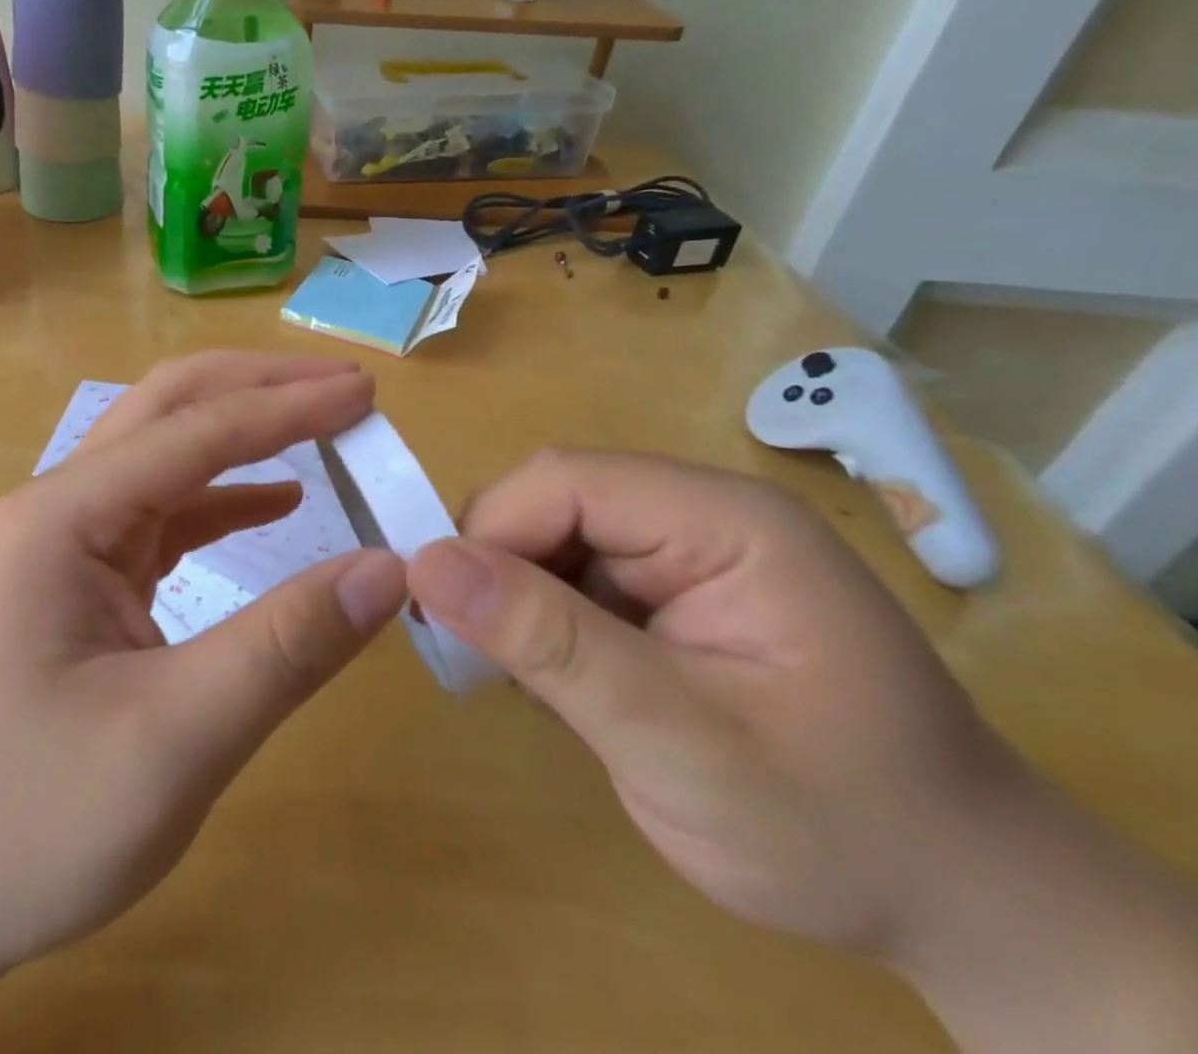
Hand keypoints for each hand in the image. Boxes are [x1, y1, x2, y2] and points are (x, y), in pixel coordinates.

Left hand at [0, 353, 409, 989]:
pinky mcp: (77, 579)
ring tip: (324, 427)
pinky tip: (276, 504)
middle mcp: (59, 506)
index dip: (289, 405)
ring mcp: (64, 542)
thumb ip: (285, 647)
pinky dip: (225, 500)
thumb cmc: (24, 824)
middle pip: (170, 410)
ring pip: (167, 456)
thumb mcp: (172, 741)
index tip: (366, 391)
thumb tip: (386, 569)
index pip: (197, 430)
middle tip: (347, 387)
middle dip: (261, 388)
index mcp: (65, 516)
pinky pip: (161, 516)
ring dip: (245, 435)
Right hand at [409, 451, 1024, 954]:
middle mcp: (701, 514)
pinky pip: (573, 579)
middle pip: (552, 504)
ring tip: (532, 689)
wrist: (961, 904)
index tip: (447, 617)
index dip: (491, 533)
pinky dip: (546, 628)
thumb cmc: (837, 828)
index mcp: (724, 520)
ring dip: (520, 607)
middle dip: (501, 575)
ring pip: (552, 542)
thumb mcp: (680, 745)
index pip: (565, 482)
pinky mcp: (672, 591)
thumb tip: (426, 563)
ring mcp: (688, 552)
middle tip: (482, 663)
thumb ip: (551, 645)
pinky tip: (566, 689)